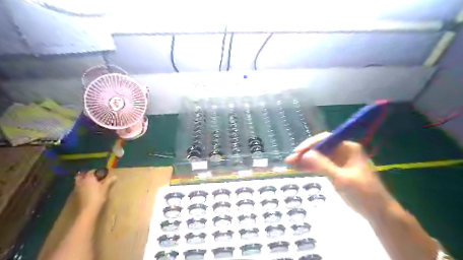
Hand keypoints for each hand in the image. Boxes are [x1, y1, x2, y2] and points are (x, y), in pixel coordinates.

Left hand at [74, 171, 116, 212]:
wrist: (89, 208)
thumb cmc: (98, 196)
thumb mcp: (105, 188)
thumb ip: (109, 181)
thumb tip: (115, 176)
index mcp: (89, 178)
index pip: (92, 171)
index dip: (98, 171)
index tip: (103, 174)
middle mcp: (82, 181)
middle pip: (84, 175)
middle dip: (90, 175)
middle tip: (97, 178)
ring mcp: (78, 188)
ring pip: (80, 181)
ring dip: (85, 180)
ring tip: (93, 183)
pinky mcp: (77, 194)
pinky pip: (79, 186)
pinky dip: (83, 186)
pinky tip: (89, 189)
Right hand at [286, 133, 389, 217]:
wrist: (376, 211)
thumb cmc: (363, 193)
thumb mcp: (342, 178)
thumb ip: (322, 165)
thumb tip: (304, 154)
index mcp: (348, 148)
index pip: (325, 139)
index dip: (310, 144)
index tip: (297, 152)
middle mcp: (342, 151)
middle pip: (319, 148)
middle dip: (304, 153)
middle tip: (289, 161)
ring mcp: (337, 161)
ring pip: (317, 157)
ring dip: (304, 160)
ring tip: (289, 165)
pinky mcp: (334, 170)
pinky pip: (319, 165)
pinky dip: (309, 167)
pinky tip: (297, 169)